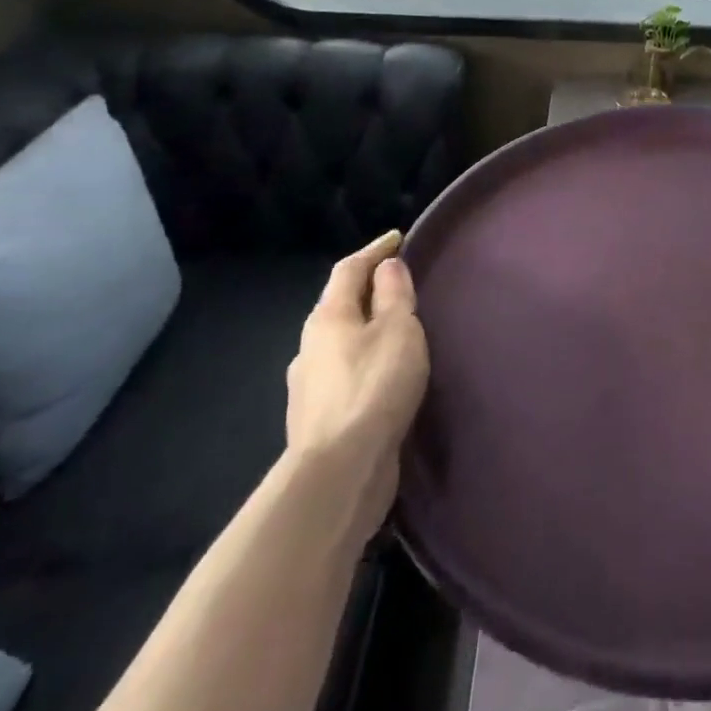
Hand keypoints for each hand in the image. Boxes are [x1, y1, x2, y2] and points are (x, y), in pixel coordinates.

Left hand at [284, 231, 429, 536]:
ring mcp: (310, 386)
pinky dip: (364, 362)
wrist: (340, 472)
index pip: (349, 269)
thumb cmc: (374, 387)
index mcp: (328, 317)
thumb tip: (387, 267)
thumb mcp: (398, 330)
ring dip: (365, 330)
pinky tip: (382, 376)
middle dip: (368, 291)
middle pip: (340, 305)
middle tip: (400, 284)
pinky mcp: (320, 418)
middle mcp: (310, 346)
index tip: (397, 238)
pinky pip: (345, 374)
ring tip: (397, 332)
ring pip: (341, 343)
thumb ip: (395, 295)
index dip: (374, 250)